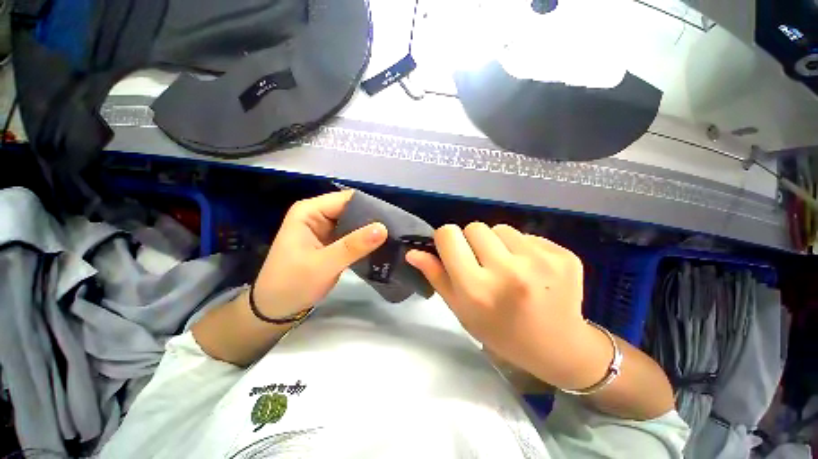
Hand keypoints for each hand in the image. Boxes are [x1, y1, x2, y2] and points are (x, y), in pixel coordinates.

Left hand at [253, 190, 387, 318]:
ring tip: (393, 237)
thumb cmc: (291, 284)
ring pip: (355, 223)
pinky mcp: (332, 242)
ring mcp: (325, 229)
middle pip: (353, 209)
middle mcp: (318, 215)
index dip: (370, 206)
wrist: (274, 310)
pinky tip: (380, 246)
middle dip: (373, 219)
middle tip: (396, 230)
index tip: (393, 218)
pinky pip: (353, 236)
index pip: (347, 199)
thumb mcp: (323, 265)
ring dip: (371, 231)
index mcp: (310, 211)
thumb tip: (383, 228)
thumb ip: (353, 246)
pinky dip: (365, 241)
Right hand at [406, 223, 603, 390]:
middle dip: (473, 241)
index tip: (454, 250)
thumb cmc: (500, 331)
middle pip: (475, 227)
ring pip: (501, 228)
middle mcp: (508, 272)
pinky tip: (531, 270)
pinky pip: (528, 235)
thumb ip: (436, 276)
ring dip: (498, 243)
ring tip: (508, 267)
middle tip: (483, 263)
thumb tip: (412, 252)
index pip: (449, 235)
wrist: (557, 348)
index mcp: (477, 288)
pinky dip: (523, 248)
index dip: (447, 239)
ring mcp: (540, 262)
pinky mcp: (563, 256)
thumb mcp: (461, 309)